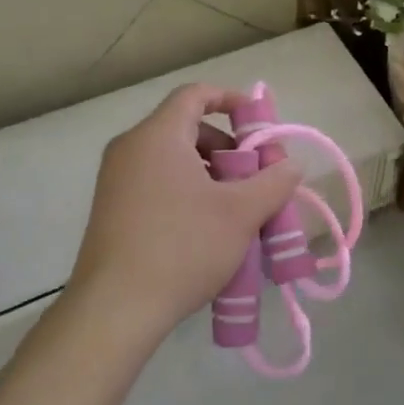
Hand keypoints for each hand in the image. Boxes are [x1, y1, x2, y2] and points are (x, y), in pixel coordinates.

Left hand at [68, 84, 302, 345]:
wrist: (116, 309)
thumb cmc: (182, 247)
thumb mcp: (241, 213)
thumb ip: (274, 182)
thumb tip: (292, 164)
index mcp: (157, 137)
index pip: (195, 95)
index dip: (231, 99)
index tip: (259, 122)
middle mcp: (130, 149)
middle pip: (186, 128)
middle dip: (228, 147)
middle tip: (256, 176)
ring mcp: (115, 181)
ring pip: (173, 159)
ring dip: (211, 173)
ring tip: (238, 207)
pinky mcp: (111, 210)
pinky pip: (157, 183)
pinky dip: (188, 191)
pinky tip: (209, 228)